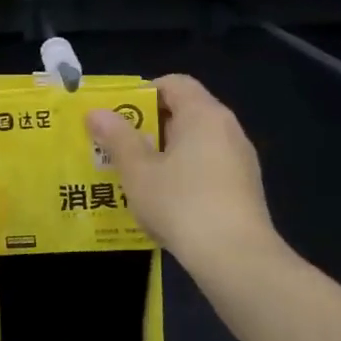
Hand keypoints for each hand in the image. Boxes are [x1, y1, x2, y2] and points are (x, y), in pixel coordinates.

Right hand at [86, 74, 277, 268]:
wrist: (235, 257)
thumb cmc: (181, 203)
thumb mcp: (138, 171)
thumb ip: (117, 138)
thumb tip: (96, 112)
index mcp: (203, 114)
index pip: (174, 83)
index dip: (143, 93)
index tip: (118, 116)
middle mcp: (228, 129)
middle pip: (185, 113)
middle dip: (149, 127)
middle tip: (117, 148)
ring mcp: (241, 159)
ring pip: (196, 143)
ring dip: (165, 154)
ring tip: (137, 177)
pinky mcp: (245, 188)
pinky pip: (208, 168)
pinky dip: (185, 174)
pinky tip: (166, 202)